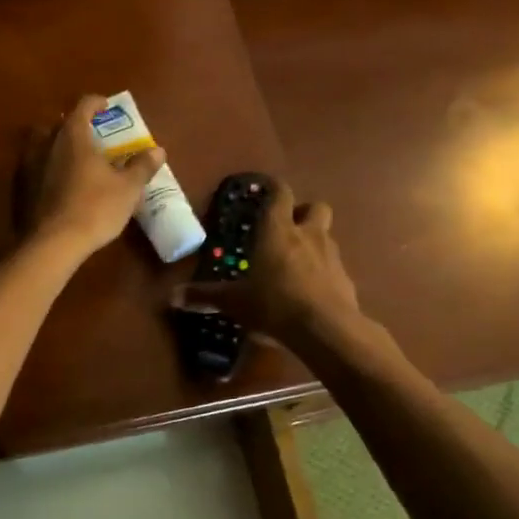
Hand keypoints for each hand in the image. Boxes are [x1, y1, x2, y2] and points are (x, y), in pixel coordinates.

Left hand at [26, 95, 164, 254]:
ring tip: (73, 158)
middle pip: (58, 123)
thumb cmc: (95, 208)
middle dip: (73, 125)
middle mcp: (47, 143)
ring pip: (41, 144)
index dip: (96, 103)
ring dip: (56, 145)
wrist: (52, 243)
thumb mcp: (128, 188)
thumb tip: (158, 151)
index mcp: (73, 136)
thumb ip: (142, 166)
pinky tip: (57, 183)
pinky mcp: (20, 187)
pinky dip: (46, 168)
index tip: (106, 106)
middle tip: (90, 135)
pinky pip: (34, 167)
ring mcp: (28, 164)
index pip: (83, 106)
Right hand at [172, 179, 362, 344]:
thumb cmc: (274, 304)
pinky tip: (310, 293)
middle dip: (303, 213)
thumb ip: (206, 297)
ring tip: (296, 264)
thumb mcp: (235, 302)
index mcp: (278, 230)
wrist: (326, 329)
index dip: (274, 188)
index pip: (280, 194)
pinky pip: (334, 268)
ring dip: (314, 243)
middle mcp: (308, 235)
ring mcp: (332, 256)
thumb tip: (172, 297)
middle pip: (315, 207)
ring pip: (326, 237)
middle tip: (288, 228)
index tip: (266, 189)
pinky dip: (323, 274)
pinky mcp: (346, 280)